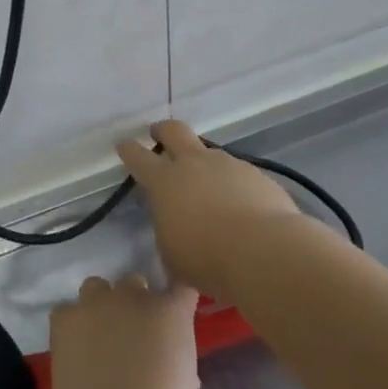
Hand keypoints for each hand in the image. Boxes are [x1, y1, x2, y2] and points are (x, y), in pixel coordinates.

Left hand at [47, 274, 199, 388]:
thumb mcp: (183, 384)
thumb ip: (176, 356)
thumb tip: (166, 357)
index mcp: (171, 312)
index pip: (182, 288)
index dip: (178, 300)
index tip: (175, 316)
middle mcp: (134, 296)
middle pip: (136, 282)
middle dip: (136, 302)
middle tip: (134, 334)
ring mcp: (96, 303)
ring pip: (98, 286)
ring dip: (101, 304)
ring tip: (99, 335)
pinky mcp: (65, 317)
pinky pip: (68, 311)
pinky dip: (72, 325)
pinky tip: (74, 347)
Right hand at [116, 119, 302, 299]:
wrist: (263, 252)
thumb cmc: (206, 258)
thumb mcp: (172, 254)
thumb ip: (169, 231)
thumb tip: (176, 228)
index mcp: (164, 182)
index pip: (138, 157)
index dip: (129, 149)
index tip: (124, 144)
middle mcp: (194, 164)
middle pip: (174, 131)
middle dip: (163, 130)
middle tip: (159, 134)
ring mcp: (228, 165)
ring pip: (210, 153)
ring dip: (204, 165)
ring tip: (209, 190)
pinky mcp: (257, 175)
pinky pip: (238, 174)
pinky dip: (234, 185)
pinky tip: (240, 207)